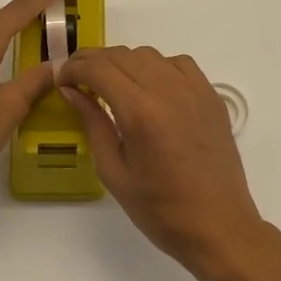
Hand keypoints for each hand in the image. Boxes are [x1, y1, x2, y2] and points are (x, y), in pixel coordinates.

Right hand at [58, 46, 264, 271]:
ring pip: (149, 55)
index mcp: (141, 112)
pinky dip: (157, 67)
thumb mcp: (114, 172)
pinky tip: (150, 88)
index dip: (73, 68)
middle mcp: (168, 90)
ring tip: (111, 85)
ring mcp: (194, 89)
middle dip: (93, 61)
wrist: (218, 226)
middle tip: (77, 79)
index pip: (98, 69)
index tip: (61, 79)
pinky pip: (178, 64)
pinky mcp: (210, 95)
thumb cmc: (160, 210)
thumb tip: (72, 91)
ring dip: (123, 63)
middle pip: (121, 55)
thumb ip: (93, 124)